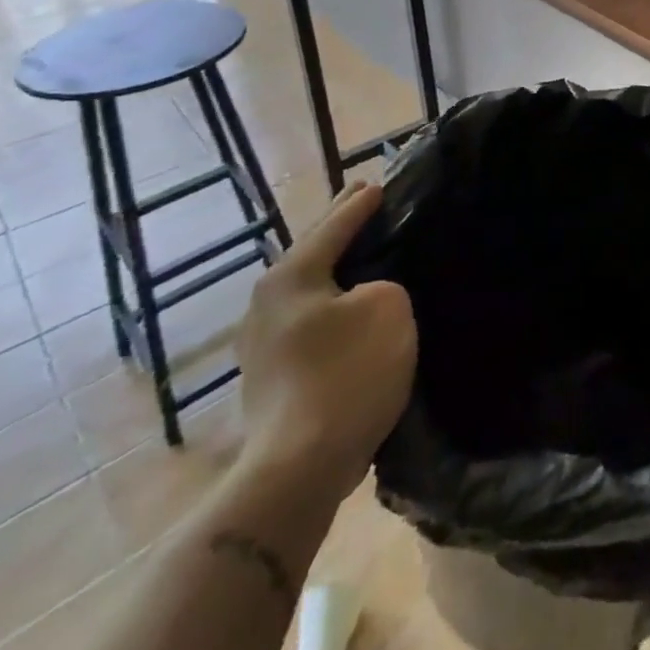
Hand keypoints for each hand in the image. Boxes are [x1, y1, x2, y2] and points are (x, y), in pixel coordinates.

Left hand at [236, 182, 416, 498]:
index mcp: (291, 276)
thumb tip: (366, 296)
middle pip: (313, 252)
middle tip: (365, 201)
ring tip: (365, 251)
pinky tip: (351, 305)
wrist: (298, 467)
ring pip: (310, 287)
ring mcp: (262, 343)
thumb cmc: (347, 373)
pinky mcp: (271, 375)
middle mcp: (266, 302)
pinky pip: (310, 318)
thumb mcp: (388, 307)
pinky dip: (332, 301)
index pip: (334, 225)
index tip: (380, 182)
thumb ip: (383, 283)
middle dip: (340, 228)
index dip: (362, 203)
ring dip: (336, 267)